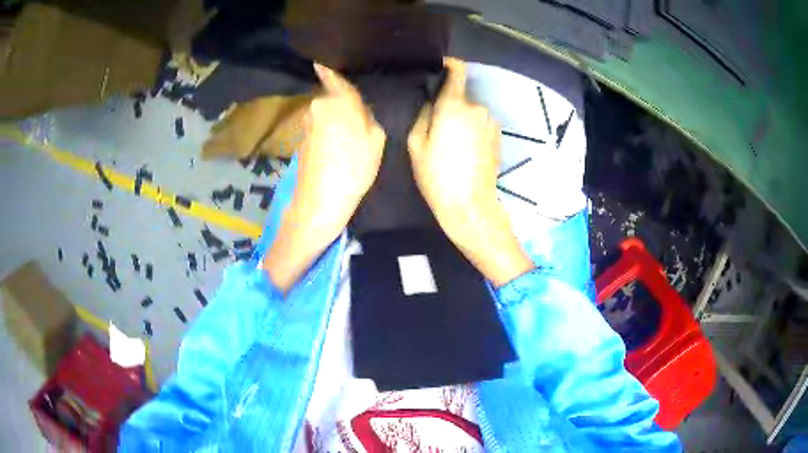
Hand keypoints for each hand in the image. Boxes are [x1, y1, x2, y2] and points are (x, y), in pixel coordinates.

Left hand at [293, 63, 385, 237]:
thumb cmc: (353, 169)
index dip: (330, 68)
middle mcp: (317, 107)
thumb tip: (361, 109)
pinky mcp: (300, 140)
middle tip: (360, 115)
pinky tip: (336, 146)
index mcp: (337, 102)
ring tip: (349, 135)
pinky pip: (319, 126)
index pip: (334, 77)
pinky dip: (327, 131)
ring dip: (335, 118)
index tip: (324, 59)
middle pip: (332, 96)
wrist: (319, 202)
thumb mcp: (376, 140)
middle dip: (343, 101)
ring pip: (325, 112)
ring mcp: (306, 124)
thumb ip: (369, 117)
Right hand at [407, 58, 532, 286]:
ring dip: (461, 120)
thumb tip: (433, 103)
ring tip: (450, 145)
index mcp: (455, 105)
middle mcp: (477, 108)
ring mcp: (491, 123)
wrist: (470, 204)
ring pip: (471, 112)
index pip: (458, 71)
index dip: (449, 65)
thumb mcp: (416, 144)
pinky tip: (464, 153)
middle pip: (461, 97)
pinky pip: (481, 125)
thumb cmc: (438, 175)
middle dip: (449, 106)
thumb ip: (424, 115)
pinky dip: (472, 131)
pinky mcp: (498, 137)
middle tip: (436, 128)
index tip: (441, 67)